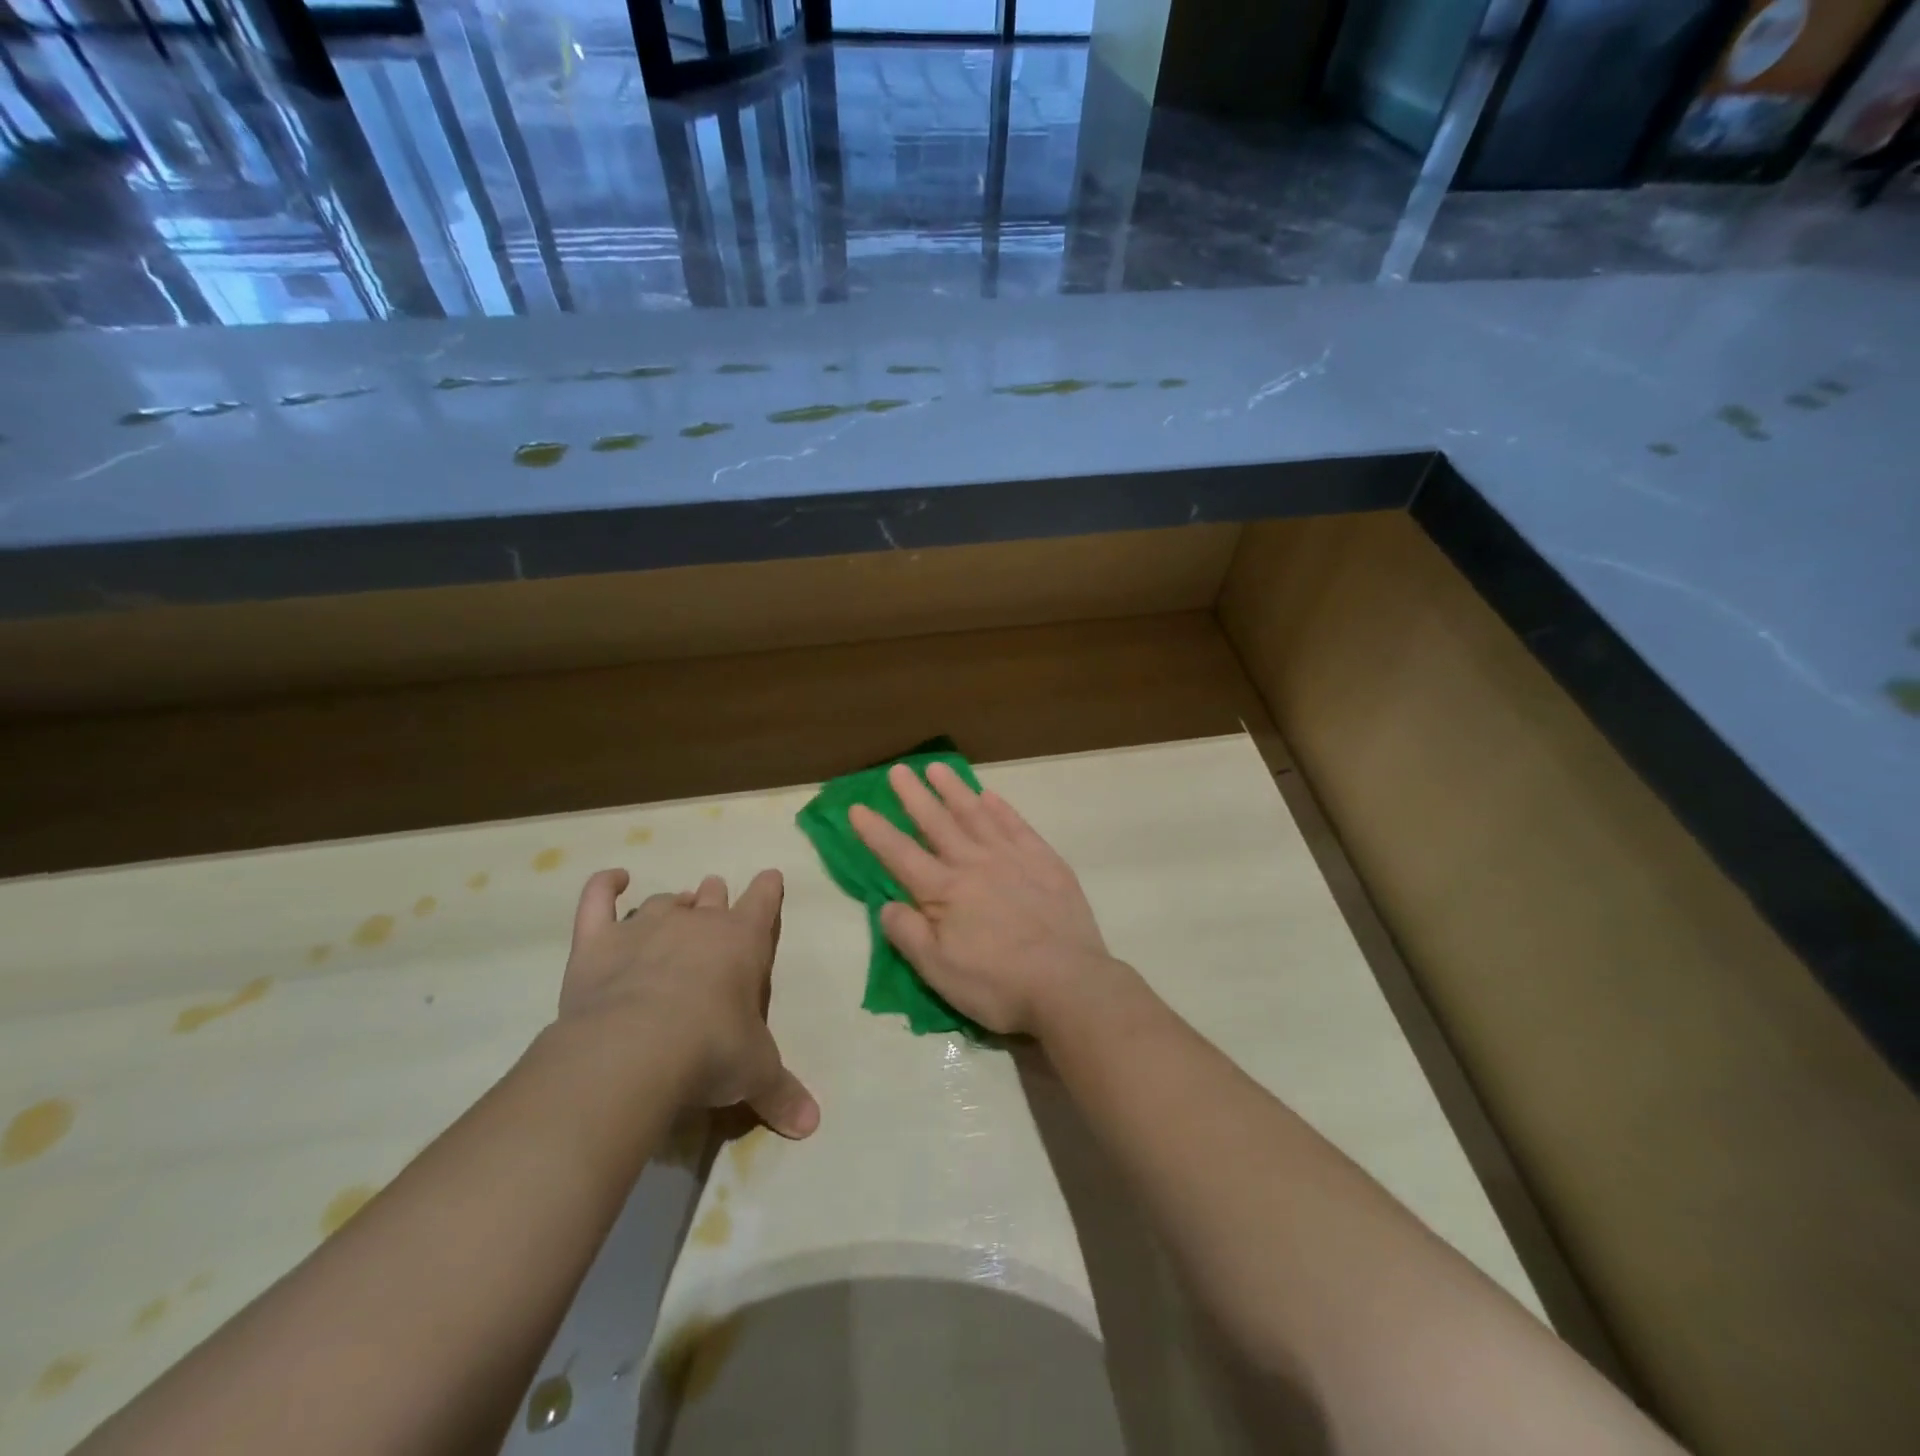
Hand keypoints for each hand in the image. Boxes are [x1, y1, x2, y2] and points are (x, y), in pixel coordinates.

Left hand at [559, 868, 819, 1138]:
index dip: (768, 889)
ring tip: (675, 910)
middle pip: (711, 895)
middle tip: (714, 907)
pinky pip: (598, 899)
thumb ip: (783, 1093)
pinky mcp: (598, 941)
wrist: (636, 1049)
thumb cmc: (711, 1050)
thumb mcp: (757, 1074)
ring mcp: (645, 927)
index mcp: (743, 941)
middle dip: (715, 898)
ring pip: (664, 901)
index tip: (770, 878)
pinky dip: (604, 885)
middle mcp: (697, 923)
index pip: (763, 901)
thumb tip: (812, 1125)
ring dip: (673, 904)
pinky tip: (613, 879)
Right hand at [849, 762, 1123, 1037]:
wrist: (1068, 983)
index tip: (858, 807)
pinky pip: (1016, 825)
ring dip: (954, 790)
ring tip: (938, 768)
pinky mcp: (1045, 861)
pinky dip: (1000, 808)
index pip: (900, 854)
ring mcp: (1012, 857)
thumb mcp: (939, 971)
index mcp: (944, 891)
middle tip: (898, 770)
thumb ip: (908, 934)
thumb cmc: (997, 984)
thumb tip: (887, 904)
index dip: (876, 831)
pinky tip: (990, 795)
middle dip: (914, 796)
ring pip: (976, 814)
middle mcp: (974, 863)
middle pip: (937, 823)